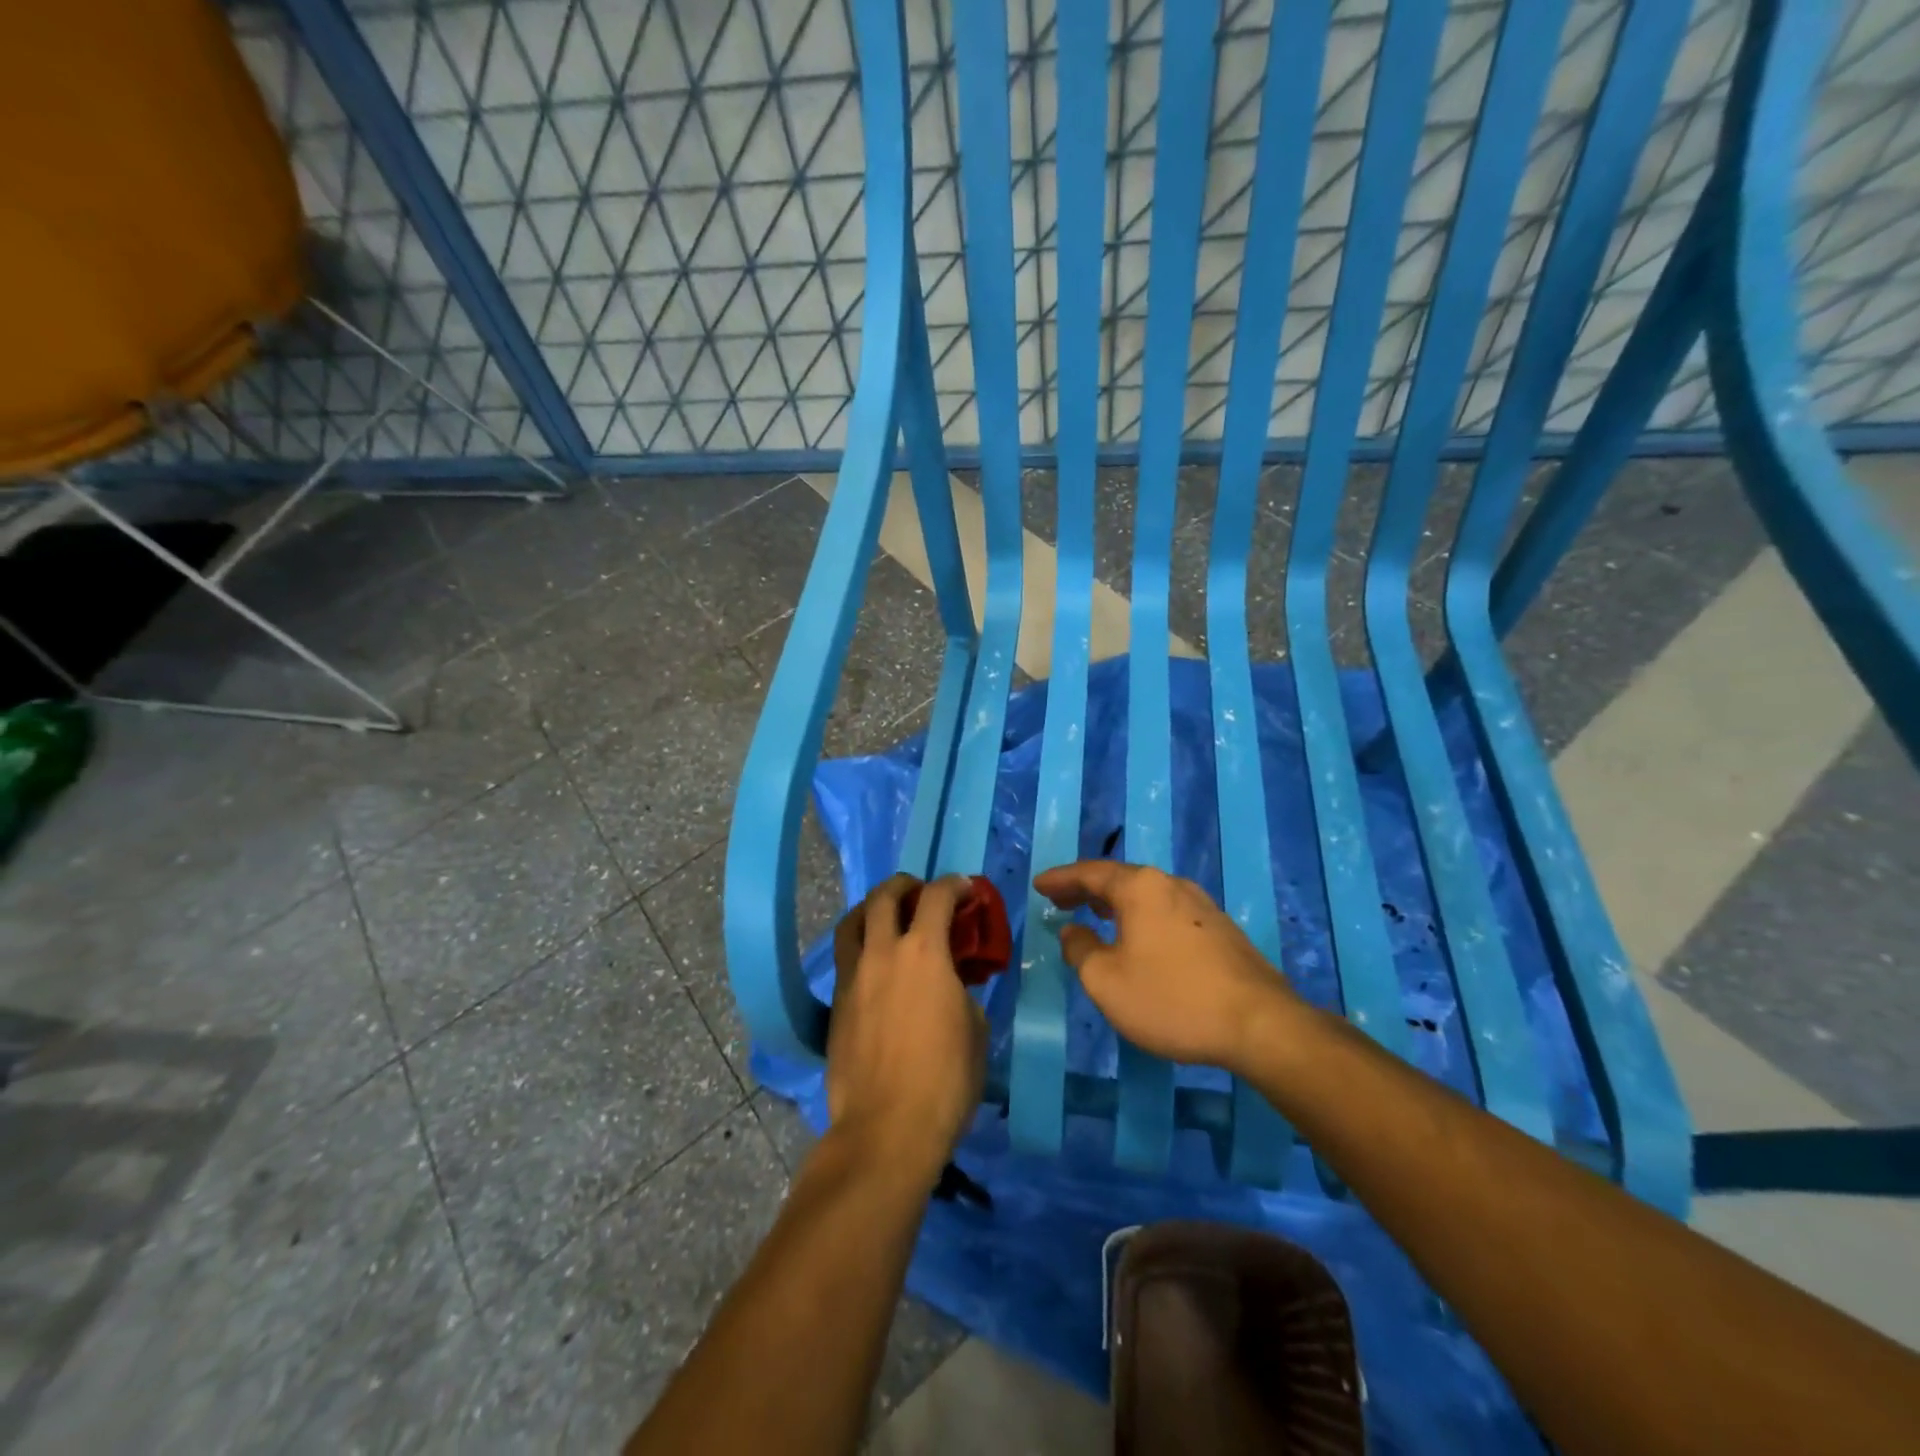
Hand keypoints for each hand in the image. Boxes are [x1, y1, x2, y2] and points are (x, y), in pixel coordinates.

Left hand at [825, 874, 987, 1186]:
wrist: (886, 1129)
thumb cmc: (945, 1080)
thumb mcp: (975, 1030)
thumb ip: (963, 992)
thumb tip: (952, 984)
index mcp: (924, 953)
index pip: (937, 896)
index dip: (954, 884)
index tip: (964, 888)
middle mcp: (882, 953)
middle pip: (884, 896)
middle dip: (905, 885)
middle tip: (920, 893)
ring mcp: (852, 978)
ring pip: (851, 922)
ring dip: (871, 909)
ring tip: (886, 918)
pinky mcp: (835, 1005)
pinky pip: (844, 959)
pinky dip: (860, 947)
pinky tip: (875, 967)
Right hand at [1033, 860, 1300, 1074]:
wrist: (1259, 1024)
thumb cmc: (1172, 999)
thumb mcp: (1107, 981)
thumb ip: (1080, 950)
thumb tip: (1074, 932)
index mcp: (1140, 887)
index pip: (1089, 873)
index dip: (1060, 879)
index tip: (1038, 885)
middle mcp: (1170, 884)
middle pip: (1119, 878)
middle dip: (1085, 888)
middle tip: (1060, 900)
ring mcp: (1201, 904)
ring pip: (1146, 894)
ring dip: (1115, 902)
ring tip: (1095, 913)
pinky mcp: (1220, 929)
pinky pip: (1166, 911)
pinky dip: (1141, 916)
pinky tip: (1139, 937)